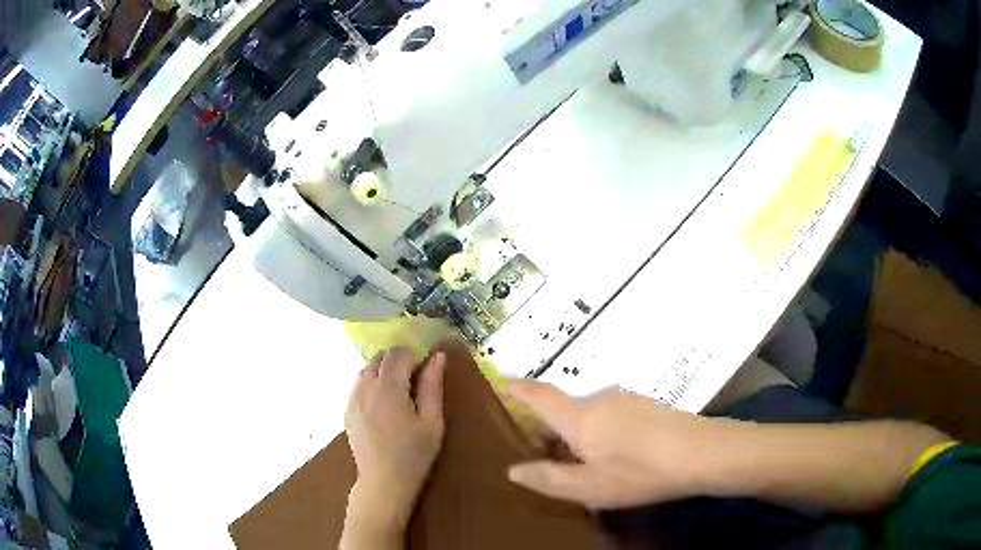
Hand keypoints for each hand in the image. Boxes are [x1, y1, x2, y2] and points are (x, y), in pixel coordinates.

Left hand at [344, 348, 446, 529]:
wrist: (384, 481)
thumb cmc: (414, 454)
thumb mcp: (432, 422)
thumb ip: (433, 386)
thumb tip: (437, 356)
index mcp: (389, 387)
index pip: (398, 353)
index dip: (414, 357)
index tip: (424, 372)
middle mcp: (366, 387)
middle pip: (379, 357)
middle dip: (397, 361)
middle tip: (414, 383)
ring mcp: (353, 398)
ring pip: (366, 369)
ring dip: (383, 371)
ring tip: (399, 394)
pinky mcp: (347, 410)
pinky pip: (358, 384)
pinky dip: (371, 384)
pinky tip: (383, 405)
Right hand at [505, 380, 720, 508]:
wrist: (702, 453)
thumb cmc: (641, 472)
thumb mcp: (590, 487)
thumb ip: (549, 478)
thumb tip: (513, 470)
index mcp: (580, 417)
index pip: (539, 396)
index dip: (516, 389)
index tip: (497, 382)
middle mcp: (599, 399)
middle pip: (562, 409)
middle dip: (546, 429)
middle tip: (538, 457)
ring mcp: (625, 400)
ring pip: (587, 414)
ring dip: (574, 434)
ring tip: (577, 465)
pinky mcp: (644, 406)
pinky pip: (608, 416)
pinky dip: (596, 432)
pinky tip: (611, 458)